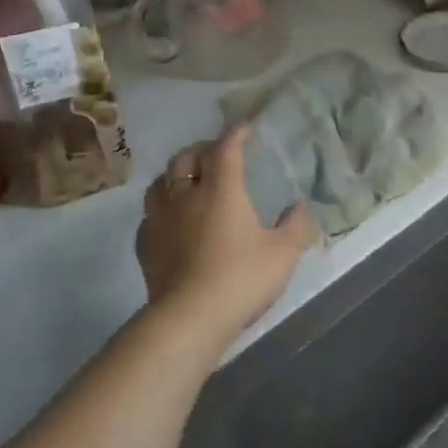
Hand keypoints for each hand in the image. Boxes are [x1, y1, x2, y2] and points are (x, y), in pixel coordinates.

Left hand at [136, 127, 318, 345]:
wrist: (190, 318)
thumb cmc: (241, 278)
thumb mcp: (283, 253)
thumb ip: (296, 226)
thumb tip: (301, 207)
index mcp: (221, 189)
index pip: (225, 149)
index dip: (235, 135)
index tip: (245, 129)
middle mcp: (186, 196)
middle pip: (185, 159)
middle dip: (201, 150)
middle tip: (215, 153)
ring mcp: (160, 220)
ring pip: (160, 183)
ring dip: (175, 175)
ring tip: (187, 181)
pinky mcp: (146, 246)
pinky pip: (149, 216)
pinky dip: (161, 209)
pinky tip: (169, 221)